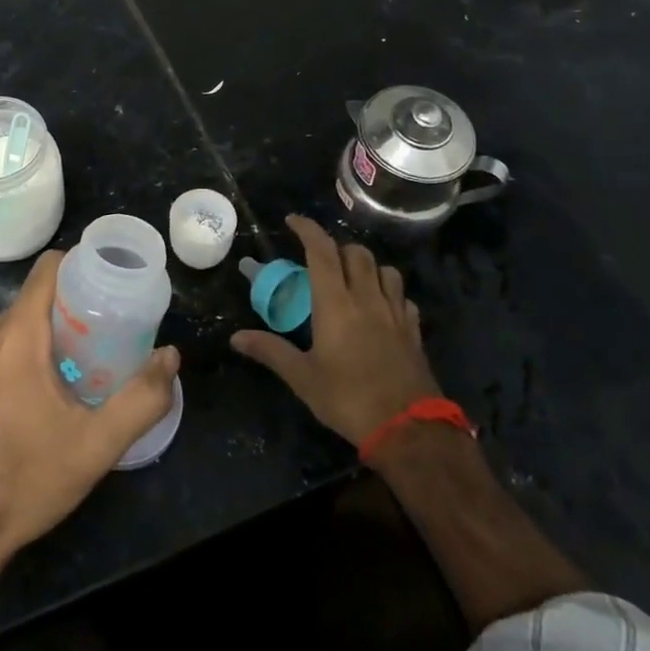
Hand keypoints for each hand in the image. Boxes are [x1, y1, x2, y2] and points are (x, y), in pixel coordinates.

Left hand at [0, 249, 179, 565]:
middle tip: (113, 331)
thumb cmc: (24, 481)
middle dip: (77, 306)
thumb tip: (169, 358)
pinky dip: (32, 352)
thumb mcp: (95, 446)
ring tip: (91, 360)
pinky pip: (4, 347)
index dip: (83, 265)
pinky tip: (54, 390)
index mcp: (15, 335)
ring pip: (22, 323)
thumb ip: (141, 399)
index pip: (49, 268)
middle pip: (39, 297)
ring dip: (55, 333)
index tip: (114, 284)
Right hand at [230, 214, 440, 444]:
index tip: (293, 221)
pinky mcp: (413, 331)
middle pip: (356, 253)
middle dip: (337, 248)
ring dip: (367, 266)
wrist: (408, 429)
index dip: (307, 229)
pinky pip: (403, 298)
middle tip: (321, 260)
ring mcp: (395, 313)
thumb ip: (271, 351)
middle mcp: (367, 298)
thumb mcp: (303, 378)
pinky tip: (382, 308)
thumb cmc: (348, 398)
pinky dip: (390, 293)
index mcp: (336, 302)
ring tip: (353, 279)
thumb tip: (236, 337)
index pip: (321, 251)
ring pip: (385, 270)